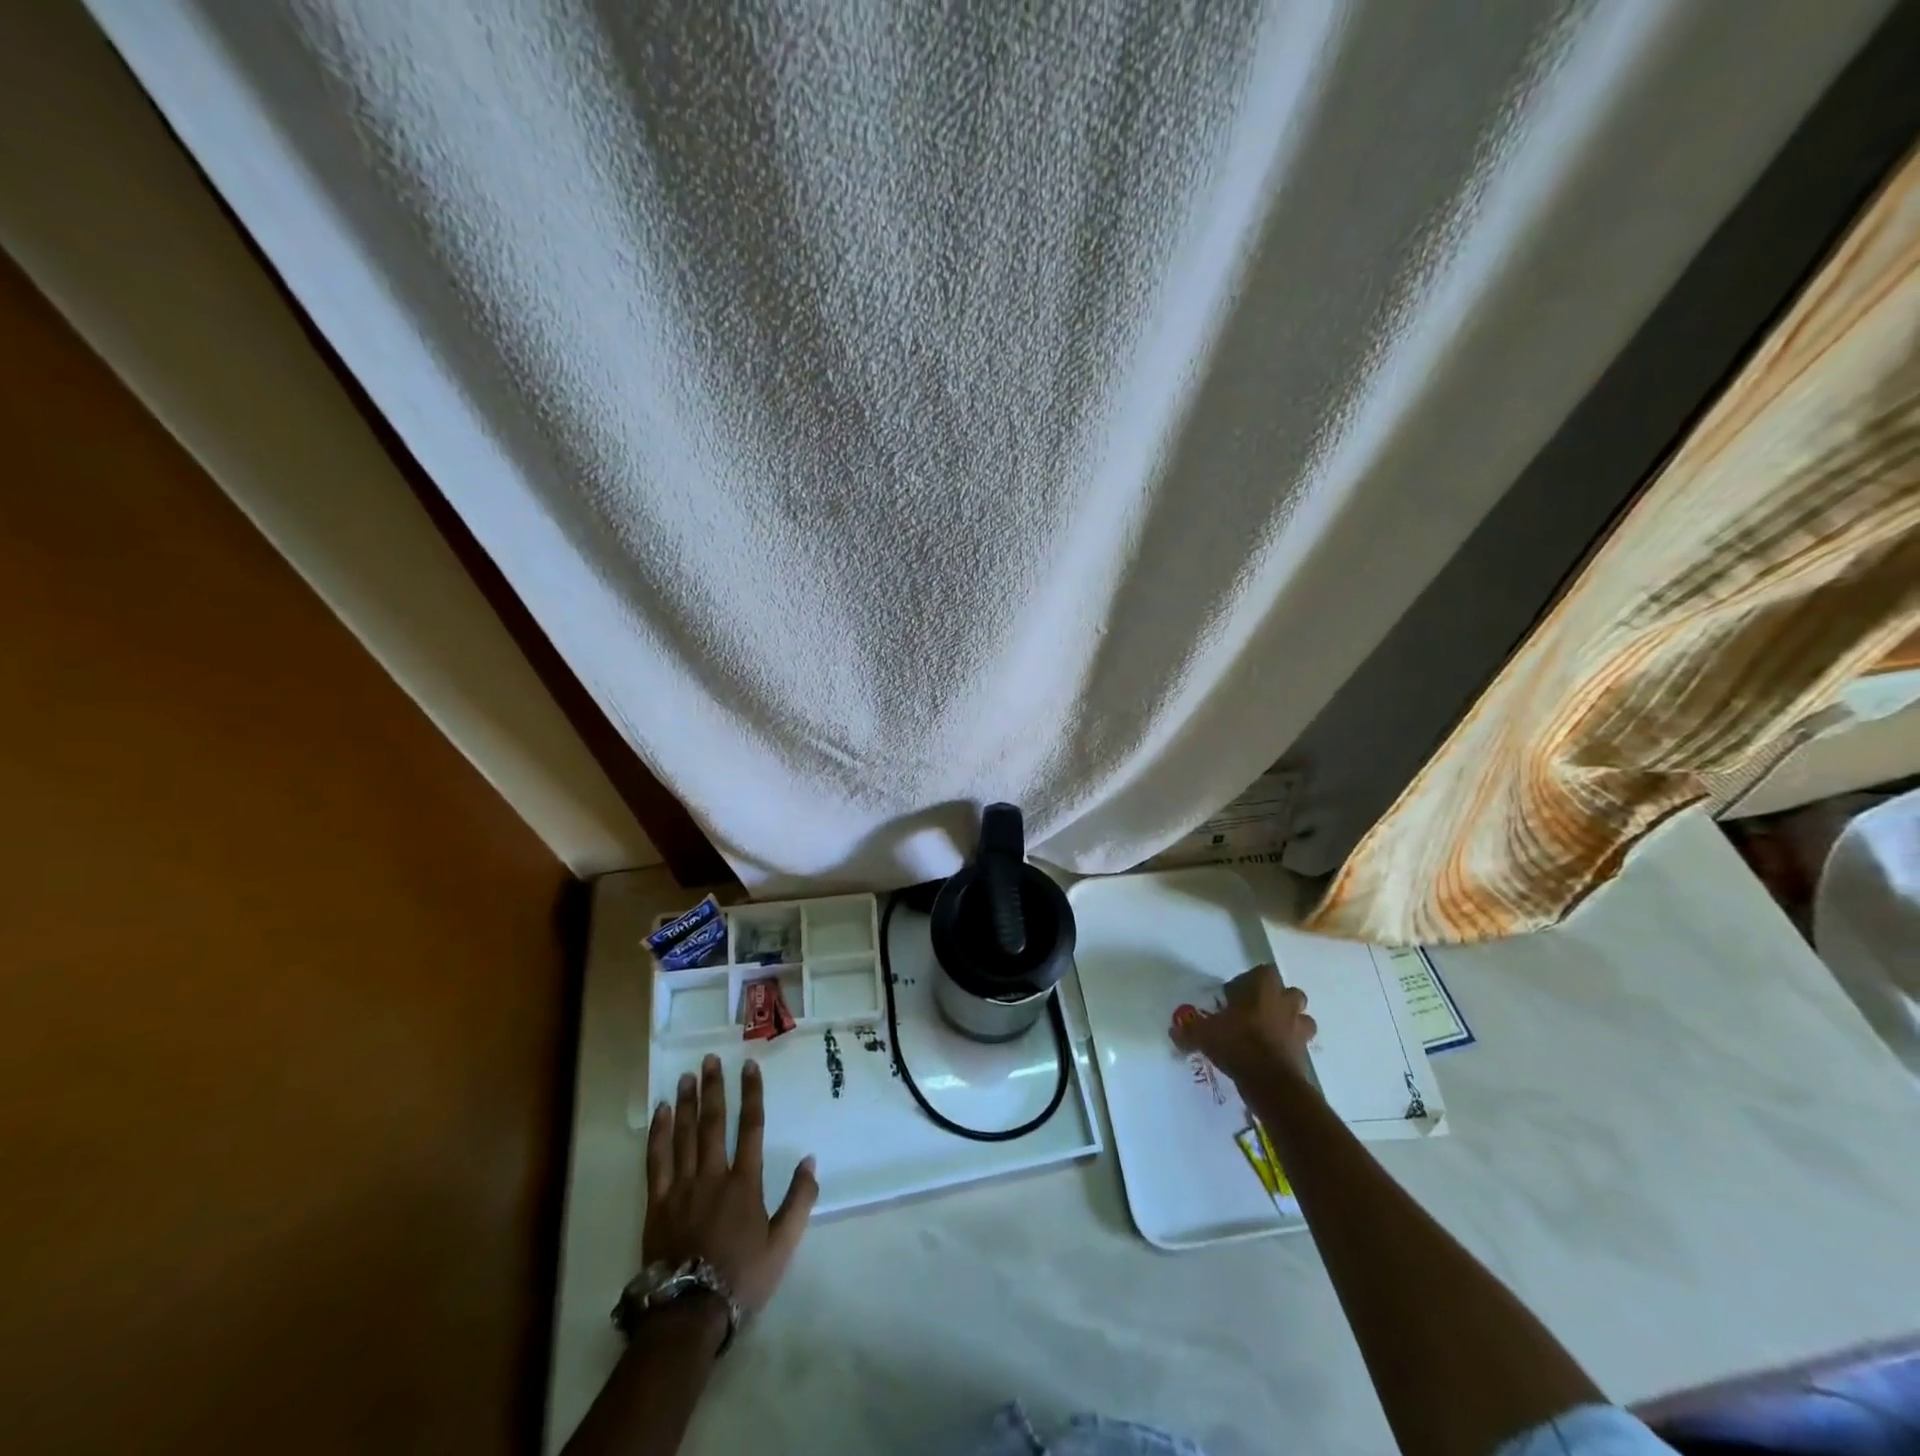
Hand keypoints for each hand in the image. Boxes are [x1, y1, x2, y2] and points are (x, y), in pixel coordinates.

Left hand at [645, 1055, 817, 1319]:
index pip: (751, 1127)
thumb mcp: (783, 1244)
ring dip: (686, 1104)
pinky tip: (661, 1114)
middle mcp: (713, 1175)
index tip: (749, 1067)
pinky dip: (659, 1135)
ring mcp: (681, 1188)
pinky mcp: (657, 1204)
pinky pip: (656, 1162)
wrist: (689, 1313)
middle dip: (713, 1088)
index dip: (751, 1094)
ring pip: (684, 1136)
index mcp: (744, 1182)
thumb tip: (810, 1160)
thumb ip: (800, 1200)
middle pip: (713, 1123)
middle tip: (709, 1060)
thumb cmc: (740, 1278)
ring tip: (686, 1077)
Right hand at [1169, 963, 1316, 1085]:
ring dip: (1288, 1022)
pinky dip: (1290, 1046)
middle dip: (1275, 1000)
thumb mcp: (1203, 1034)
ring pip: (1301, 1017)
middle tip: (1253, 1013)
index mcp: (1263, 988)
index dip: (1249, 982)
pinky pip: (1300, 1043)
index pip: (1263, 972)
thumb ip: (1189, 1030)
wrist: (1270, 1082)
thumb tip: (1174, 1030)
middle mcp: (1285, 1002)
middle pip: (1288, 992)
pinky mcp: (1305, 1052)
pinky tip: (1272, 1055)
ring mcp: (1299, 1027)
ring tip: (1267, 1033)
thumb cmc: (1237, 1044)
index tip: (1234, 997)